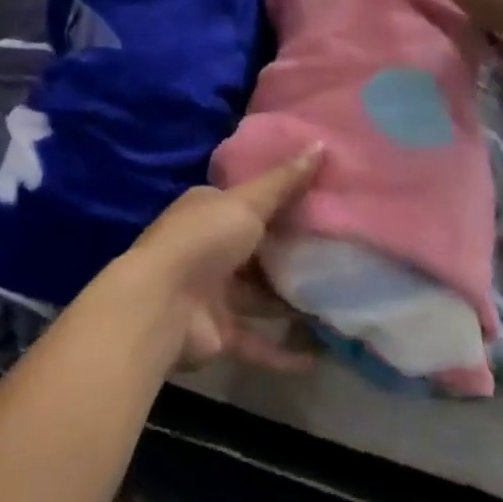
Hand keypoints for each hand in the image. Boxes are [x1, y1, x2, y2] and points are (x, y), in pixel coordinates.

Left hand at [120, 146, 324, 371]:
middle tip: (339, 256)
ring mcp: (212, 292)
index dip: (280, 202)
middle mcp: (208, 247)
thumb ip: (284, 182)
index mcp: (208, 209)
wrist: (163, 304)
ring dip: (289, 303)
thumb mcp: (247, 203)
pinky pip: (257, 342)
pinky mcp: (218, 333)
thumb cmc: (203, 239)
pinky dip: (283, 351)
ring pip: (258, 297)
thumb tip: (320, 144)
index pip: (247, 202)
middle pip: (255, 250)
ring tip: (337, 305)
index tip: (320, 205)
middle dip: (288, 254)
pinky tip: (318, 357)